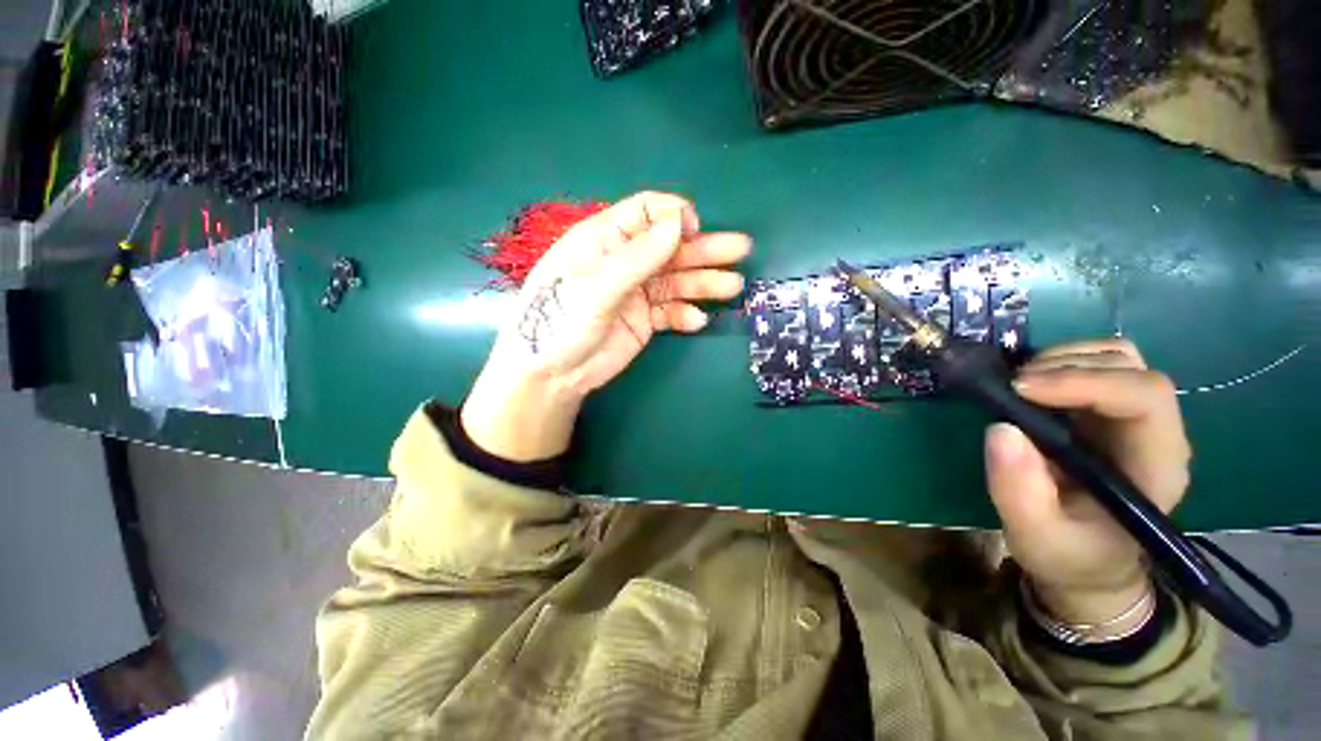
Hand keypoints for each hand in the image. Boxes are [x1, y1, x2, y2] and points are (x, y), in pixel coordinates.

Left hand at [462, 192, 750, 460]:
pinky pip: (671, 311)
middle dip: (704, 248)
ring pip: (676, 280)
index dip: (673, 216)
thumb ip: (637, 257)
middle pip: (670, 247)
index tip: (695, 230)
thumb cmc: (561, 321)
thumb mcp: (596, 287)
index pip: (645, 212)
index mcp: (605, 239)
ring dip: (704, 283)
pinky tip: (697, 321)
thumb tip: (677, 223)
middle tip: (741, 249)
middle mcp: (625, 261)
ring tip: (733, 286)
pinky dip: (685, 315)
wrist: (553, 375)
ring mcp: (637, 292)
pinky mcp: (644, 320)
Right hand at [984, 339, 1190, 626]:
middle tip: (1012, 388)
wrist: (1087, 561)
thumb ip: (1019, 490)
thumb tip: (1000, 429)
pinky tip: (1029, 386)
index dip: (1086, 381)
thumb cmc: (1068, 555)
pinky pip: (1093, 364)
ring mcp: (1133, 417)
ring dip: (1062, 359)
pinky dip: (1058, 362)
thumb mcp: (1035, 535)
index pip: (1145, 397)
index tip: (1021, 389)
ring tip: (1019, 386)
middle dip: (1067, 366)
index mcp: (1155, 465)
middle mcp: (1155, 431)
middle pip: (1130, 366)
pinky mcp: (1107, 411)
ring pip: (1115, 357)